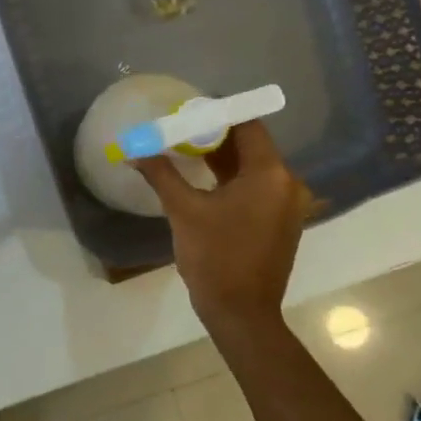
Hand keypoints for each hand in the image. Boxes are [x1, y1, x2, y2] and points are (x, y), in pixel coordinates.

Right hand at [136, 121, 308, 326]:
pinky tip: (202, 177)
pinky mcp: (279, 222)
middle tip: (181, 126)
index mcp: (270, 175)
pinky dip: (231, 178)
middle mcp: (287, 184)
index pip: (248, 125)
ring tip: (185, 147)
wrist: (241, 313)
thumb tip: (134, 151)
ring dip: (221, 157)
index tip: (189, 107)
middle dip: (215, 134)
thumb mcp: (183, 211)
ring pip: (252, 167)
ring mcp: (286, 205)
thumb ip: (161, 174)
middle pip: (251, 145)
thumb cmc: (214, 258)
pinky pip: (255, 187)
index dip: (219, 112)